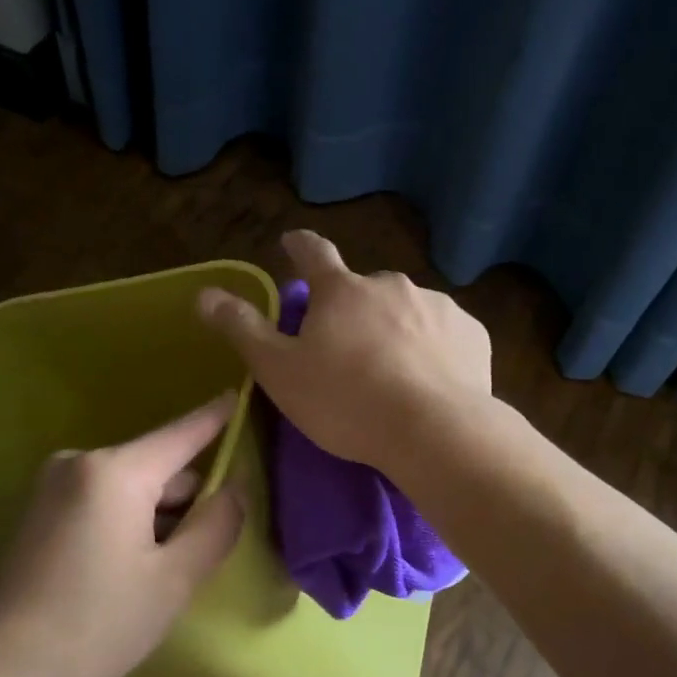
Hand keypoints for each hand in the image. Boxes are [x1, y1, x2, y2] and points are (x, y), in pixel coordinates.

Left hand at [0, 396, 245, 676]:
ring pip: (133, 487)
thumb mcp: (173, 581)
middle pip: (160, 466)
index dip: (217, 416)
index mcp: (116, 471)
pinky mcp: (40, 508)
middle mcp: (82, 461)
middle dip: (190, 497)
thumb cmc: (94, 627)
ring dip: (160, 515)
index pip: (183, 432)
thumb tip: (235, 487)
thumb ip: (216, 525)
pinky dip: (130, 521)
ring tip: (169, 570)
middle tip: (209, 549)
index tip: (241, 394)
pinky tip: (132, 570)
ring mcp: (54, 483)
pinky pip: (105, 500)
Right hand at [197, 230, 491, 472]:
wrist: (435, 432)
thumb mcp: (279, 371)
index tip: (291, 243)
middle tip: (347, 349)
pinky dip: (433, 349)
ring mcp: (437, 306)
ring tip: (393, 374)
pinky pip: (444, 335)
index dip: (298, 246)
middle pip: (362, 289)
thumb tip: (205, 294)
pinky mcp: (472, 334)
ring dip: (395, 329)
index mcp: (342, 290)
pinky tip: (431, 382)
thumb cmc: (346, 401)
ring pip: (406, 311)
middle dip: (352, 308)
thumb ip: (242, 329)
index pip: (313, 252)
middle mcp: (391, 285)